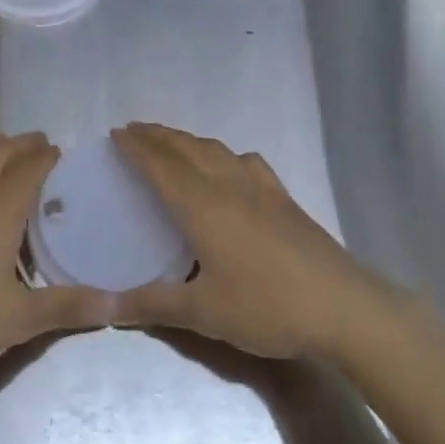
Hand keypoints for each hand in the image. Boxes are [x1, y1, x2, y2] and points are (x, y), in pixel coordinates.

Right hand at [112, 122, 384, 359]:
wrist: (341, 306)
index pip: (161, 165)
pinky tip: (230, 165)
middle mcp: (227, 184)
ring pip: (215, 150)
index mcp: (202, 205)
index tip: (116, 133)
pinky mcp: (283, 198)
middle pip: (186, 149)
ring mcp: (259, 187)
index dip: (137, 147)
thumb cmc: (266, 306)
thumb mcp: (203, 312)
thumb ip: (151, 304)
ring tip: (171, 143)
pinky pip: (245, 161)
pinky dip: (224, 154)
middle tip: (134, 130)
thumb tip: (103, 305)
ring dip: (187, 141)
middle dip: (157, 136)